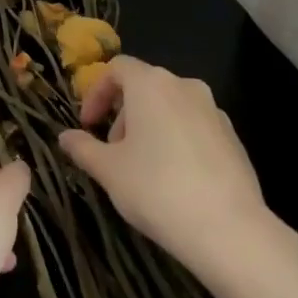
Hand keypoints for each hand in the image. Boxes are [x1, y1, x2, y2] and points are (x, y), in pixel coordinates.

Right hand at [59, 56, 268, 274]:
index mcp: (151, 84)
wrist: (228, 228)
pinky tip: (174, 179)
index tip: (87, 125)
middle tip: (112, 152)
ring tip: (142, 168)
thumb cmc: (156, 189)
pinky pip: (194, 127)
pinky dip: (176, 140)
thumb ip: (83, 148)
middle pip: (144, 87)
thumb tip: (65, 137)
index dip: (96, 93)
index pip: (117, 69)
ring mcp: (214, 110)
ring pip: (171, 107)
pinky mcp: (233, 137)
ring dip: (149, 127)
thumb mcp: (108, 170)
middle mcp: (185, 86)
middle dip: (122, 115)